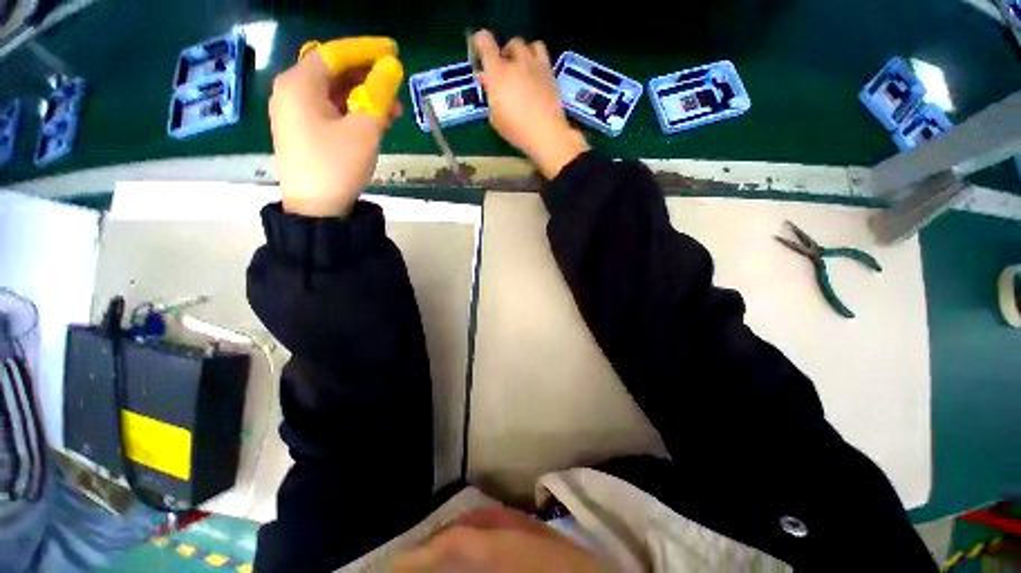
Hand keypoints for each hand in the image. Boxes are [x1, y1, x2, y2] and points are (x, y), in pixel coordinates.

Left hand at [269, 37, 403, 217]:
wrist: (316, 209)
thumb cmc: (338, 165)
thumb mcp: (365, 129)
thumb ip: (379, 95)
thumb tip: (392, 68)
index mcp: (300, 84)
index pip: (335, 53)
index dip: (366, 50)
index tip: (393, 51)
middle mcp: (292, 91)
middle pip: (333, 72)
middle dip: (367, 78)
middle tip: (396, 88)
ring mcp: (295, 112)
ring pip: (334, 93)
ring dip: (363, 98)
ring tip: (393, 112)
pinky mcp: (303, 131)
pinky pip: (330, 111)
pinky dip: (353, 112)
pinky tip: (374, 123)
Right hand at [473, 30, 589, 179]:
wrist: (546, 133)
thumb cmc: (516, 129)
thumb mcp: (495, 118)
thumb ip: (491, 96)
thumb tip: (489, 82)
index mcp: (497, 73)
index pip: (485, 42)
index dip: (480, 41)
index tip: (479, 48)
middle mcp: (516, 62)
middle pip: (510, 44)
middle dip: (506, 54)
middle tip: (505, 71)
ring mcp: (535, 64)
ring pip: (528, 45)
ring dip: (523, 53)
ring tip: (522, 69)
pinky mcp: (549, 71)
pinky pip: (541, 53)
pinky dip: (536, 58)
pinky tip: (535, 73)